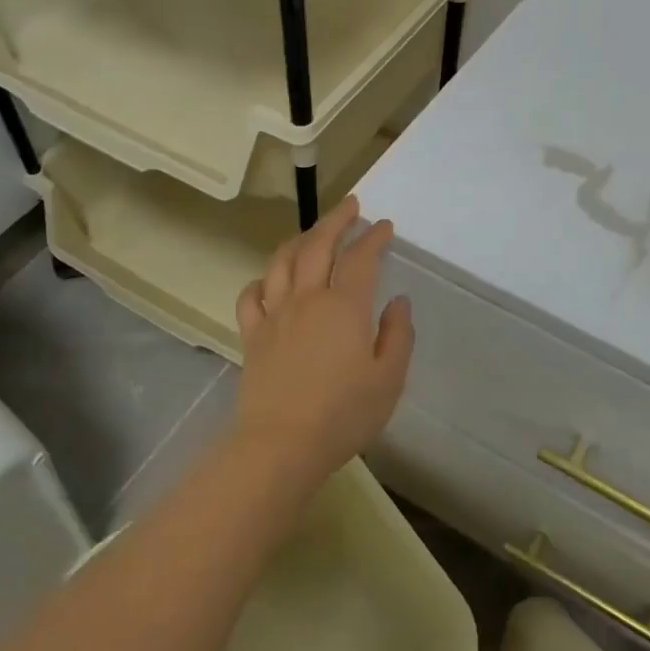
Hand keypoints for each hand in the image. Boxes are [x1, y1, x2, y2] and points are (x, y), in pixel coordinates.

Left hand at [233, 195, 414, 485]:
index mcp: (344, 306)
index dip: (373, 237)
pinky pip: (252, 295)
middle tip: (349, 206)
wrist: (280, 444)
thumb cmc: (343, 414)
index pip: (360, 258)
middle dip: (335, 220)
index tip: (384, 225)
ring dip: (299, 239)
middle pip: (317, 245)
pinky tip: (270, 280)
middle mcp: (307, 298)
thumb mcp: (388, 379)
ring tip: (311, 233)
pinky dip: (262, 280)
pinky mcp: (252, 335)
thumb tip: (398, 303)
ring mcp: (275, 314)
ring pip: (282, 262)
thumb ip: (397, 336)